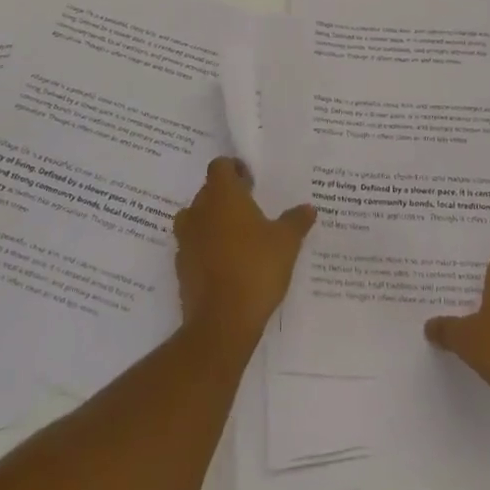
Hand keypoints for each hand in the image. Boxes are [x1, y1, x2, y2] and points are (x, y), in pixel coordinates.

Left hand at [173, 157, 315, 350]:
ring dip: (213, 223)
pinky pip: (193, 247)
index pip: (220, 166)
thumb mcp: (286, 243)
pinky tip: (227, 264)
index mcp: (222, 195)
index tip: (251, 183)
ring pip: (197, 219)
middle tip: (251, 210)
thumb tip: (309, 208)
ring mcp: (185, 240)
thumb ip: (296, 221)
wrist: (222, 322)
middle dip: (227, 197)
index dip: (234, 170)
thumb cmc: (256, 268)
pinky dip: (206, 249)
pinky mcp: (180, 267)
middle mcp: (198, 211)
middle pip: (208, 192)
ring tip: (238, 238)